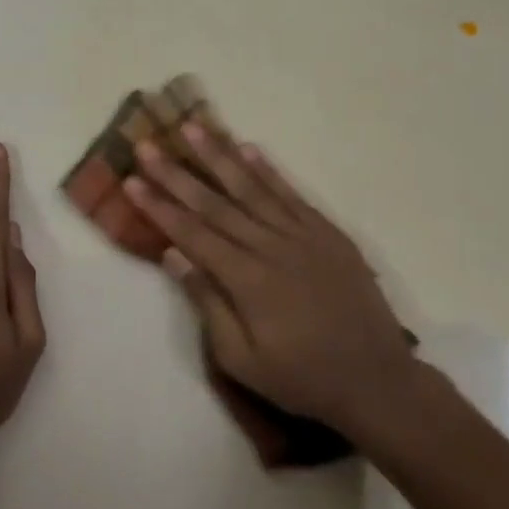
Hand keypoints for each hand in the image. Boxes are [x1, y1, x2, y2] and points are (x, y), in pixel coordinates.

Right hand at [124, 125, 415, 433]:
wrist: (377, 380)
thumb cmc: (301, 378)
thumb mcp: (242, 359)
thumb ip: (208, 303)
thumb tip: (174, 255)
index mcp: (248, 280)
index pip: (193, 233)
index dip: (159, 206)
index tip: (131, 180)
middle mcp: (273, 247)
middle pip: (216, 203)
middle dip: (177, 173)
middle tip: (147, 145)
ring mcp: (304, 236)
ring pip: (253, 188)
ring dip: (219, 156)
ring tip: (193, 128)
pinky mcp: (328, 234)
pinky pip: (293, 195)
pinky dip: (269, 171)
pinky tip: (249, 149)